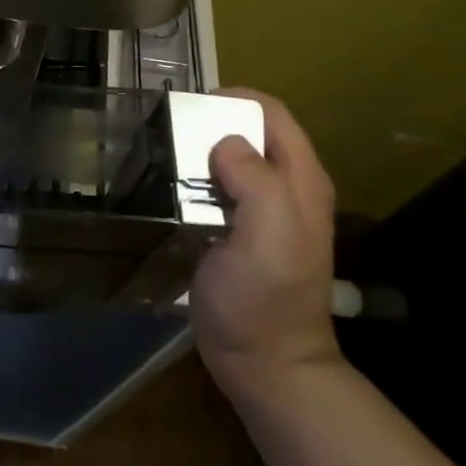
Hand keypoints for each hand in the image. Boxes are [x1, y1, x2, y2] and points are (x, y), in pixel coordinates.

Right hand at [191, 88, 342, 399]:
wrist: (265, 366)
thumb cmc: (266, 299)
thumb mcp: (268, 234)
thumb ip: (255, 179)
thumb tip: (225, 143)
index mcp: (301, 180)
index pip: (272, 114)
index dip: (235, 99)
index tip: (192, 106)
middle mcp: (287, 188)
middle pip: (250, 132)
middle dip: (212, 123)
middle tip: (172, 131)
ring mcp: (264, 212)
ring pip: (231, 159)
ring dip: (200, 151)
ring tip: (165, 154)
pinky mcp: (240, 231)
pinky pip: (218, 187)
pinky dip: (195, 178)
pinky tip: (172, 188)